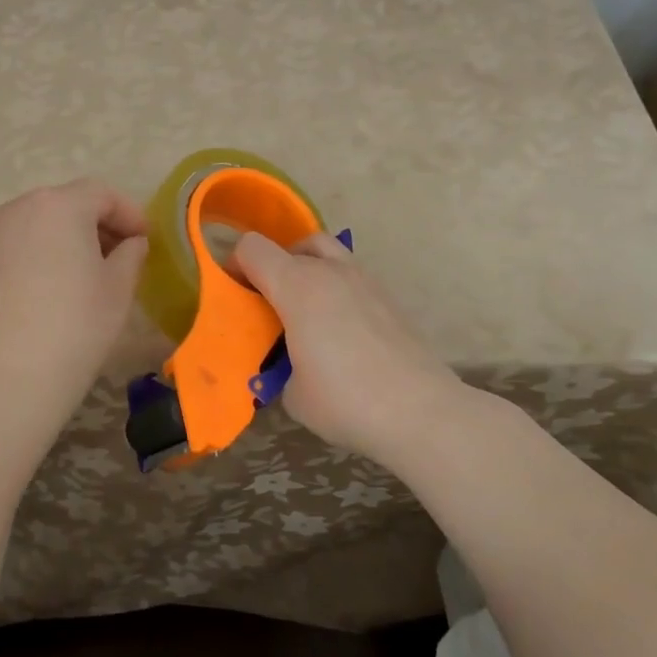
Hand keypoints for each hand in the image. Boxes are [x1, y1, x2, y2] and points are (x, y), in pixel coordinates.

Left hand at [0, 179, 148, 414]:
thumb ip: (131, 253)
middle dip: (96, 223)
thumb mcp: (119, 287)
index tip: (145, 240)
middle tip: (119, 255)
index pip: (101, 194)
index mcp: (59, 205)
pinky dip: (38, 255)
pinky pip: (15, 246)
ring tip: (84, 274)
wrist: (10, 376)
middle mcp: (19, 208)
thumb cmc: (77, 324)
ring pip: (38, 224)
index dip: (129, 214)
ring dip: (65, 238)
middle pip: (66, 203)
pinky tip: (49, 290)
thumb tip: (130, 243)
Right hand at [233, 231, 479, 467]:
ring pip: (326, 253)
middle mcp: (329, 271)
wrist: (421, 411)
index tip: (236, 297)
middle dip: (274, 268)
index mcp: (296, 286)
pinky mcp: (388, 297)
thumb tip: (286, 365)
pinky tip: (340, 331)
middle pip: (292, 245)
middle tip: (271, 306)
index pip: (252, 248)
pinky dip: (336, 290)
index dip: (236, 266)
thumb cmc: (345, 400)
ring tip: (306, 315)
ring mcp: (364, 280)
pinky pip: (350, 277)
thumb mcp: (291, 393)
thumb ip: (277, 367)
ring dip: (308, 272)